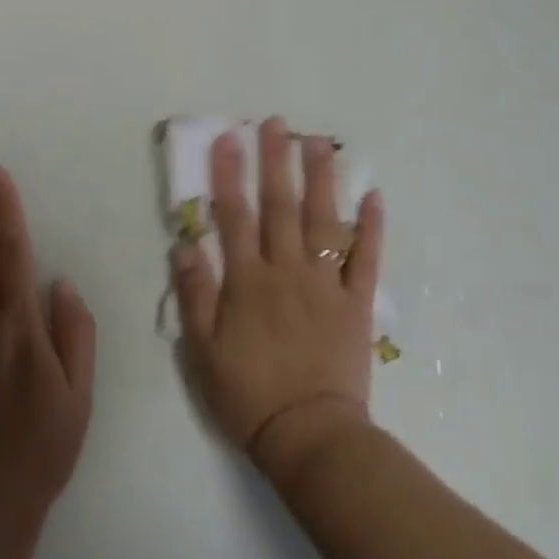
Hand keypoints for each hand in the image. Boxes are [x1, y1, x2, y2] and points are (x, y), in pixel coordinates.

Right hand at [171, 117, 384, 482]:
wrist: (308, 434)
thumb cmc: (246, 393)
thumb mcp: (202, 349)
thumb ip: (195, 294)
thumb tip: (185, 244)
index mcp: (247, 281)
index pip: (235, 216)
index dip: (229, 175)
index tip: (228, 138)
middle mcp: (287, 271)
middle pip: (281, 207)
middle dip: (276, 162)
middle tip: (277, 124)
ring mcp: (326, 285)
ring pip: (325, 221)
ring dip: (321, 180)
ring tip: (319, 144)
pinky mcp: (356, 304)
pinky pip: (367, 259)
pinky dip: (372, 228)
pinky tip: (374, 197)